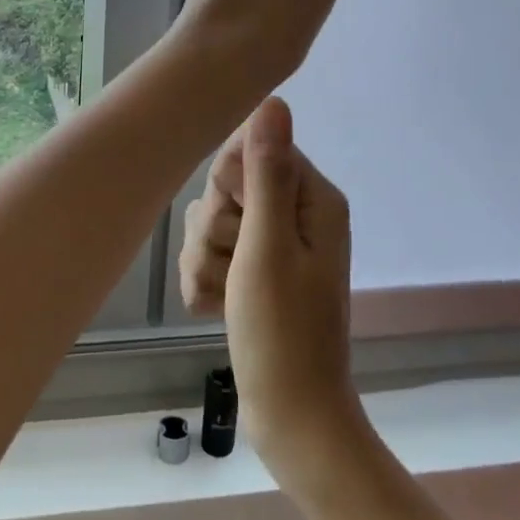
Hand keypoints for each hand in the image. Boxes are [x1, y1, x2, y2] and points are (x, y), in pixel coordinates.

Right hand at [180, 97, 369, 491]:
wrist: (292, 418)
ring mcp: (275, 247)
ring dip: (207, 262)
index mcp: (312, 199)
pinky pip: (213, 256)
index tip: (238, 225)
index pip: (248, 152)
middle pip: (226, 190)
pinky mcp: (255, 274)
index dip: (230, 188)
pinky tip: (218, 311)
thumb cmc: (281, 332)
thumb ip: (266, 173)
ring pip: (211, 224)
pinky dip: (209, 283)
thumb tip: (274, 101)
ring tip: (226, 299)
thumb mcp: (267, 248)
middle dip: (216, 232)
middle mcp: (296, 215)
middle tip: (236, 270)